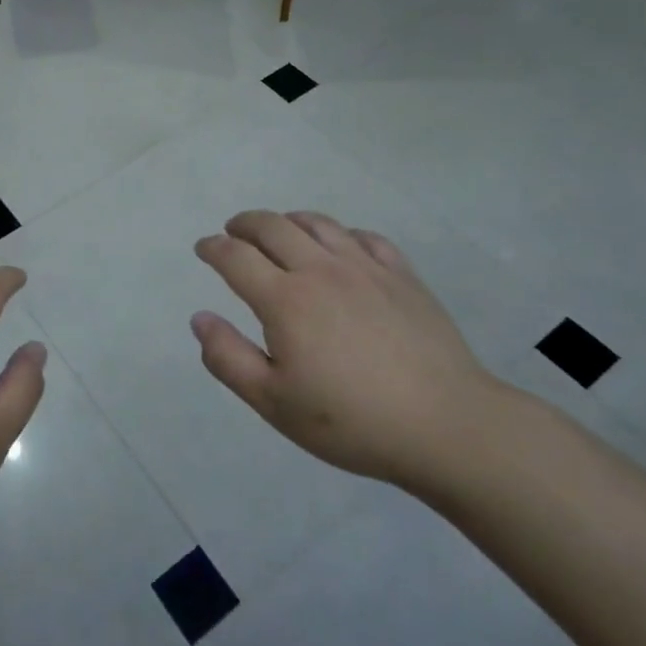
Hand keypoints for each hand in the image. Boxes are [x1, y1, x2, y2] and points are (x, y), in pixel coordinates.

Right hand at [192, 211, 505, 492]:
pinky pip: (363, 237)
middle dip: (244, 224)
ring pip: (317, 224)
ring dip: (288, 220)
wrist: (446, 425)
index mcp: (285, 299)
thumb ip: (227, 358)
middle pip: (273, 226)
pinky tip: (339, 246)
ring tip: (279, 230)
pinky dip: (339, 233)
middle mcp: (320, 270)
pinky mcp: (401, 275)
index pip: (235, 256)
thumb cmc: (351, 421)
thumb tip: (200, 317)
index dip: (213, 248)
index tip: (203, 249)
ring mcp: (365, 268)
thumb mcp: (273, 402)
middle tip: (233, 231)